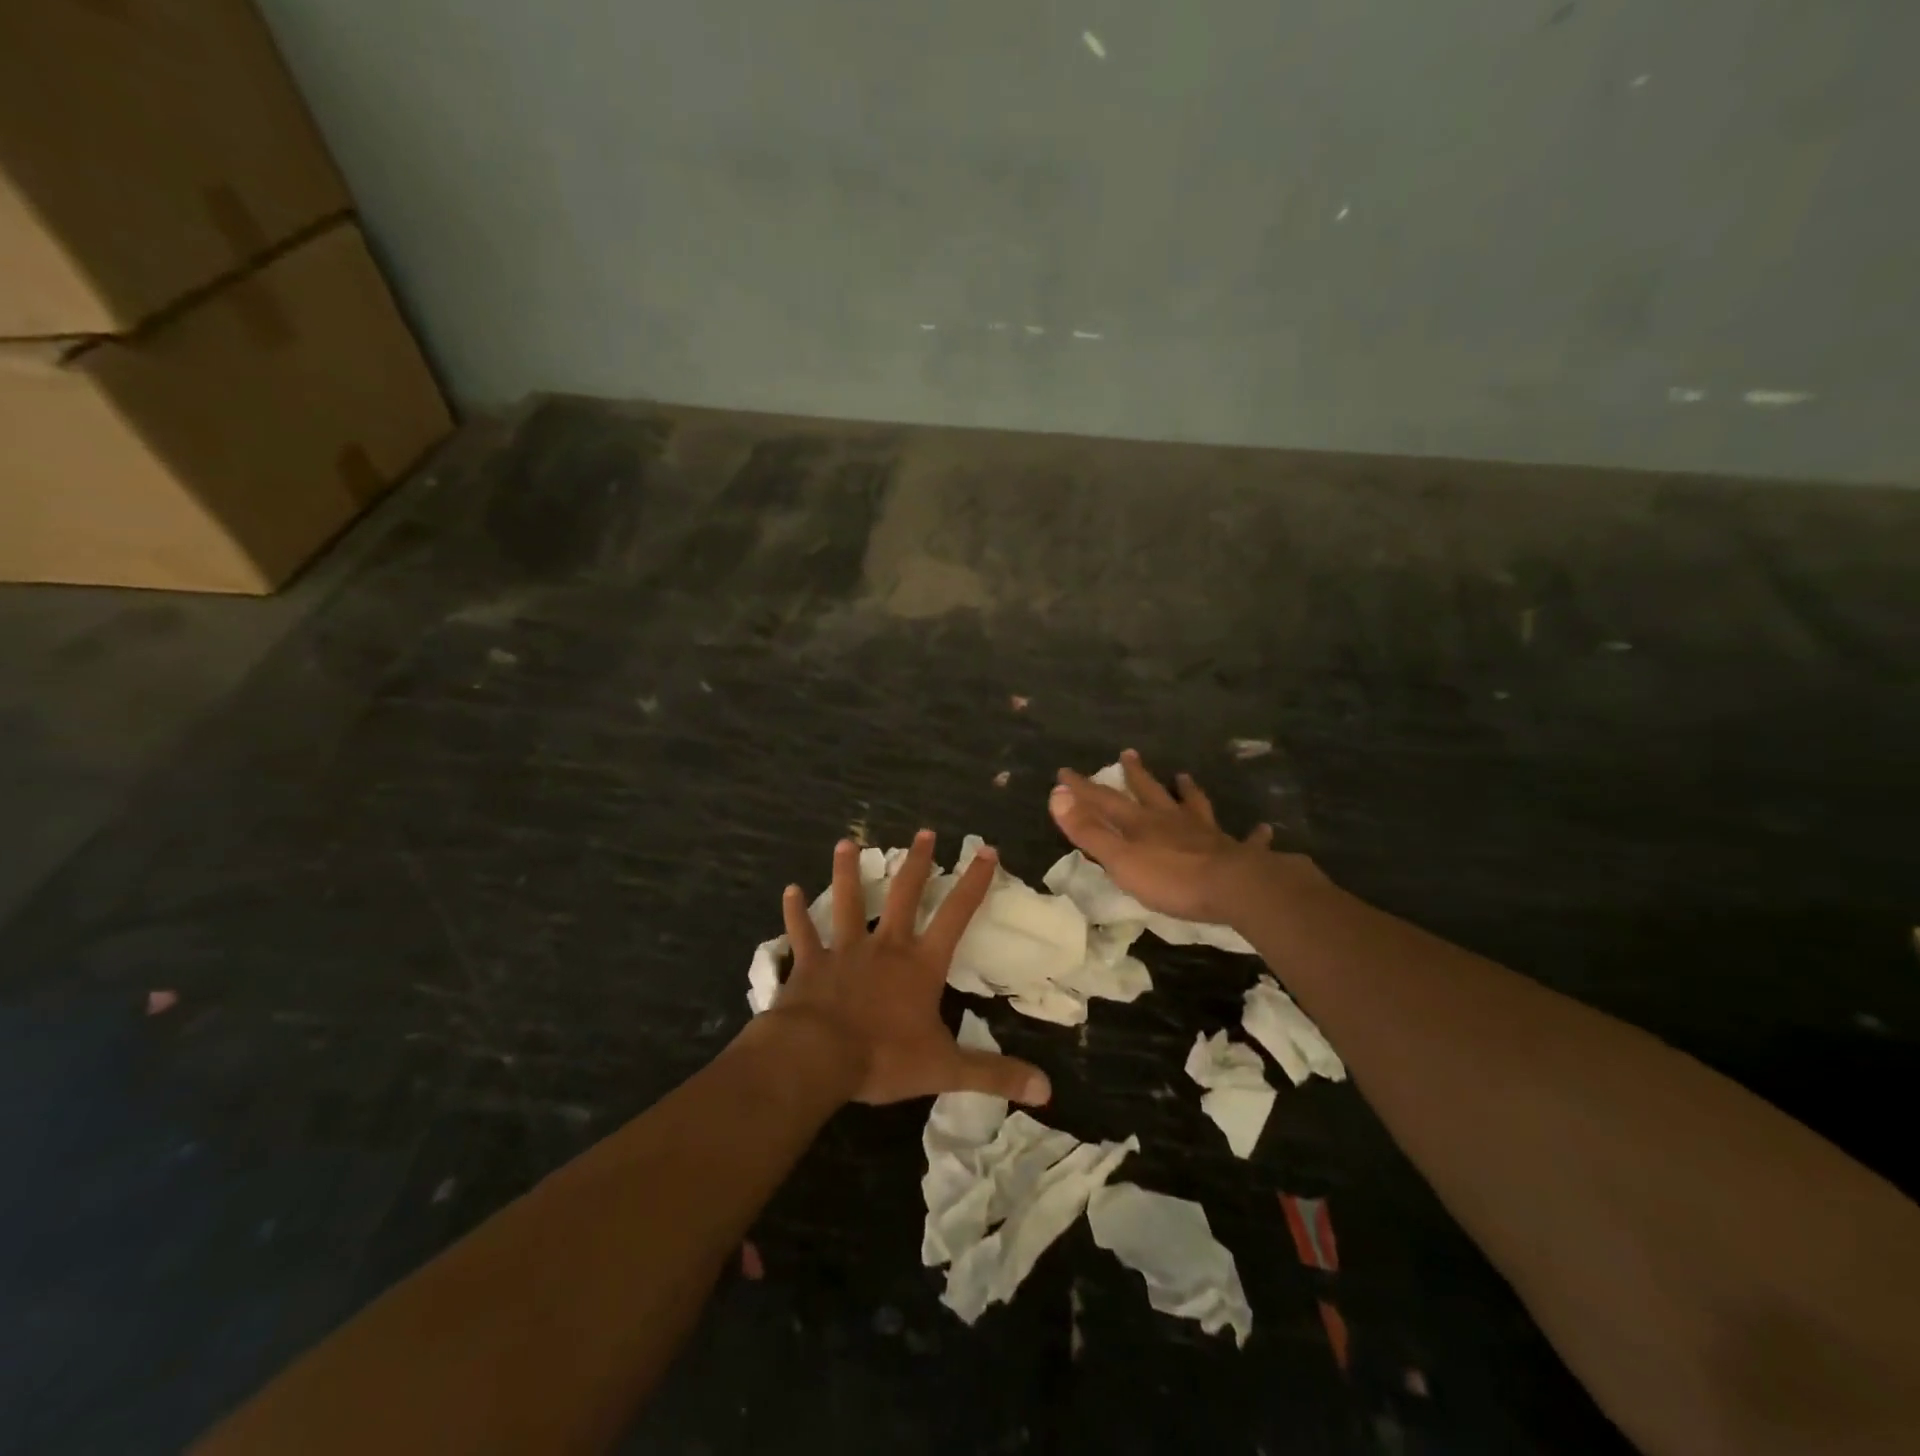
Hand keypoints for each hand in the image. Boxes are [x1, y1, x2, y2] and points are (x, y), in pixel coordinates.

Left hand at [768, 832, 1051, 1107]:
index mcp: (920, 964)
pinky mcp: (809, 964)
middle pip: (904, 895)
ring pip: (847, 902)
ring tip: (846, 842)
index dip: (973, 883)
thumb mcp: (946, 1069)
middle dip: (917, 863)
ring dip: (847, 872)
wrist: (816, 1057)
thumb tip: (1046, 1089)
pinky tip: (788, 891)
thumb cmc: (883, 1057)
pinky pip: (802, 933)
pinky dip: (795, 913)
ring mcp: (844, 951)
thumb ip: (994, 1074)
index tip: (985, 850)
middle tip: (924, 832)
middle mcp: (885, 946)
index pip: (956, 915)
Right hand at [1049, 749, 1313, 923]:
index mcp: (1142, 824)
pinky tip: (1263, 828)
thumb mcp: (1120, 858)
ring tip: (1185, 777)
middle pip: (1151, 792)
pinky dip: (1254, 834)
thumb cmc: (1171, 878)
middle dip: (1136, 774)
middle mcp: (1173, 821)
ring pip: (1195, 806)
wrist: (1234, 888)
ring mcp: (1207, 834)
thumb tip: (1056, 795)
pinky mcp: (1237, 853)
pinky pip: (1247, 840)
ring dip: (1188, 792)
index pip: (1106, 800)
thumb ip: (1089, 830)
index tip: (1064, 772)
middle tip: (1129, 753)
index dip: (1083, 787)